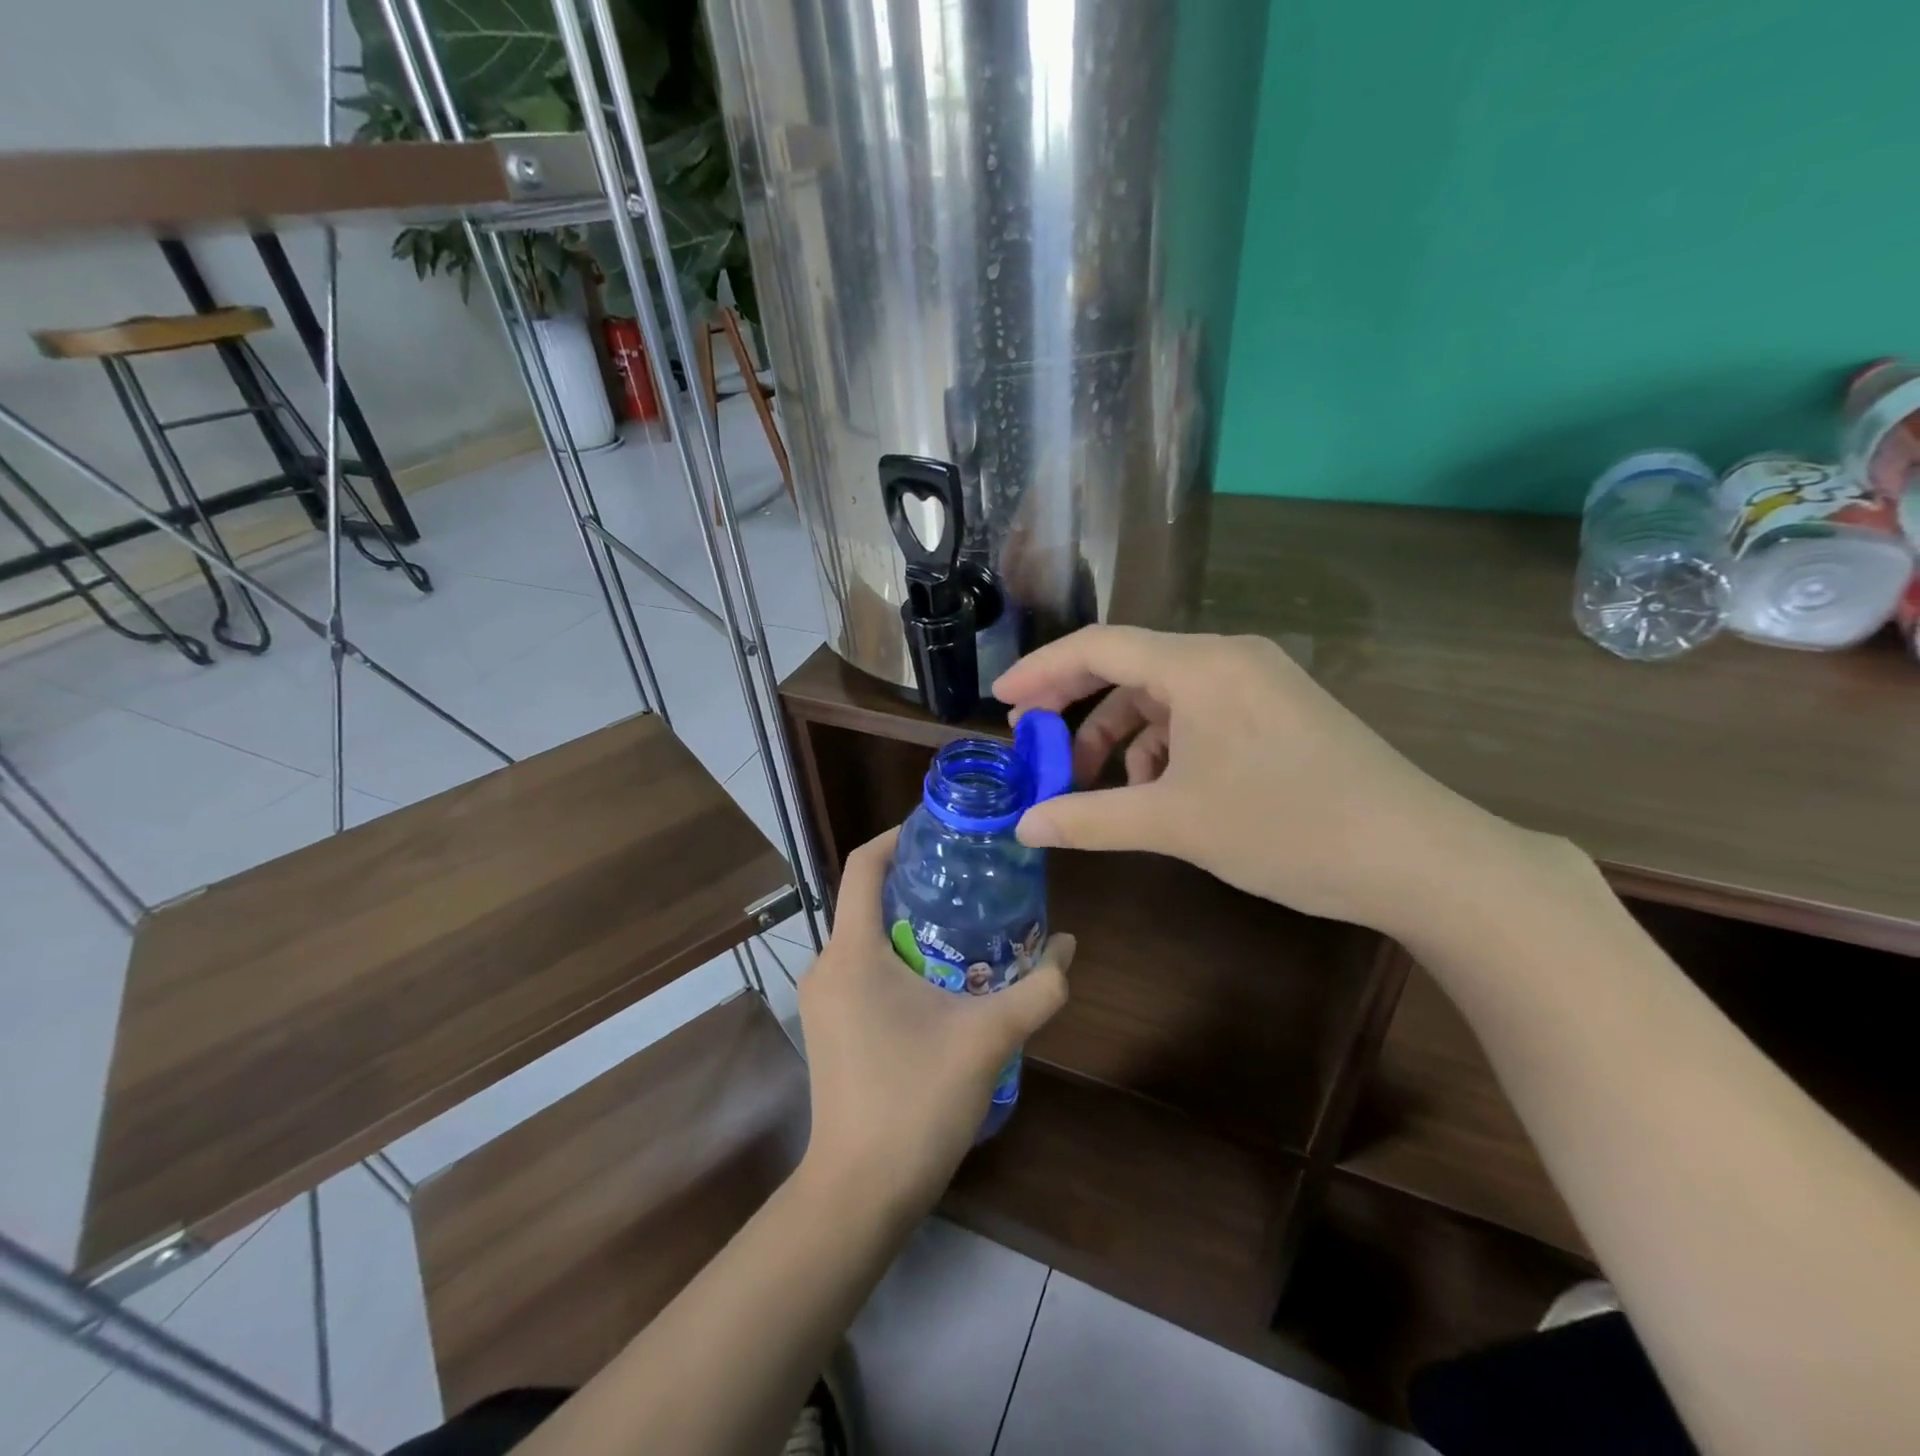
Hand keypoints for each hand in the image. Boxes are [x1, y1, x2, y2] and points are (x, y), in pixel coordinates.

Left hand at [797, 828, 1073, 1220]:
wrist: (860, 1192)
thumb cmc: (916, 1102)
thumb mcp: (988, 1039)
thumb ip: (1039, 990)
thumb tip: (1069, 948)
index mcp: (852, 951)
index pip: (863, 865)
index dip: (898, 835)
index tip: (942, 828)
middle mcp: (826, 964)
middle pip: (868, 897)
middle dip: (918, 881)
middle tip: (972, 875)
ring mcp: (821, 997)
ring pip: (866, 935)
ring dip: (912, 922)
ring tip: (967, 921)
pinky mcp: (829, 1024)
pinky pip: (861, 966)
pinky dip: (898, 955)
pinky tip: (942, 974)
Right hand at [993, 626, 1526, 938]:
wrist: (1419, 858)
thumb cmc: (1287, 828)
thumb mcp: (1175, 823)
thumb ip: (1089, 819)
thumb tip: (1023, 827)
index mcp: (1200, 665)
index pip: (1098, 647)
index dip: (1041, 672)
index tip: (1001, 703)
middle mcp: (1228, 658)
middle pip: (1128, 668)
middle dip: (1077, 709)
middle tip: (1037, 748)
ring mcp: (1260, 682)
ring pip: (1165, 697)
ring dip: (1124, 737)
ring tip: (1107, 790)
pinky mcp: (1280, 711)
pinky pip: (1201, 715)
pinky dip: (1167, 747)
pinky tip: (1164, 792)